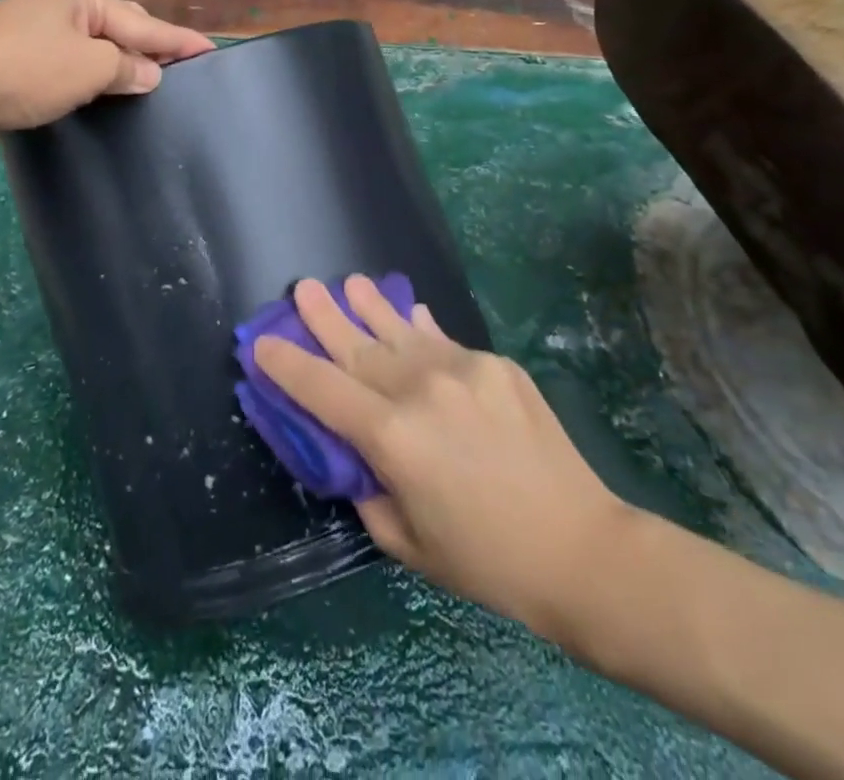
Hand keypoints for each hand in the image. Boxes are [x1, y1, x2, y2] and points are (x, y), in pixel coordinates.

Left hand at [0, 0, 213, 151]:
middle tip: (182, 75)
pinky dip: (94, 79)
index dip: (179, 41)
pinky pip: (74, 65)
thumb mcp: (90, 66)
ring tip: (153, 88)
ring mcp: (39, 30)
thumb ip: (128, 67)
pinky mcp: (23, 59)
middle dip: (149, 51)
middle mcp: (61, 3)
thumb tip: (150, 74)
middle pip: (120, 29)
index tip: (211, 50)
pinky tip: (110, 95)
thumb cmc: (27, 69)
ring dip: (120, 68)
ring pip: (96, 49)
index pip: (143, 22)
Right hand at [255, 275, 628, 638]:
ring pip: (401, 329)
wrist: (581, 548)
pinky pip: (443, 340)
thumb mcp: (408, 542)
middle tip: (302, 286)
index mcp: (393, 437)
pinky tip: (411, 315)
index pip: (322, 390)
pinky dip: (420, 329)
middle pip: (358, 346)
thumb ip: (369, 489)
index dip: (287, 366)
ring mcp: (462, 369)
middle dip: (324, 317)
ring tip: (350, 283)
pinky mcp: (495, 364)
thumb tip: (354, 452)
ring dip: (371, 305)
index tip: (261, 344)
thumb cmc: (486, 560)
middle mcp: (421, 388)